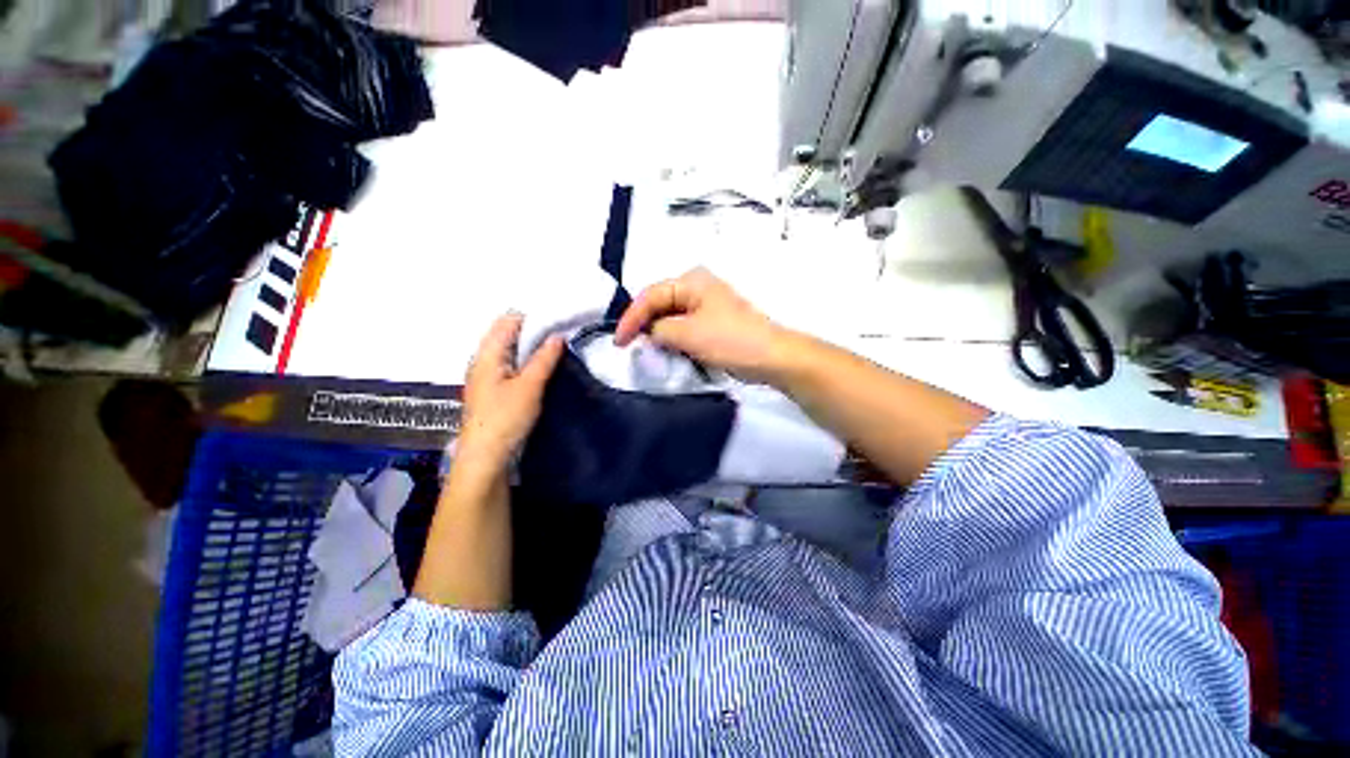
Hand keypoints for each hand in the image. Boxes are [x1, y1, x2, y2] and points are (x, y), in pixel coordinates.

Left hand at [457, 312, 563, 470]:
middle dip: (534, 332)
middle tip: (561, 337)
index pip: (508, 322)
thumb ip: (544, 359)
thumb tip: (557, 336)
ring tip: (556, 350)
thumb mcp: (529, 386)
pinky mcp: (493, 390)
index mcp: (487, 355)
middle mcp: (483, 361)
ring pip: (510, 351)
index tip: (558, 323)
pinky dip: (526, 362)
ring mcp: (487, 376)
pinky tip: (542, 369)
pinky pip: (511, 366)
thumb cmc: (505, 418)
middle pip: (507, 335)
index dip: (532, 318)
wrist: (486, 457)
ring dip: (531, 348)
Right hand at [615, 267, 792, 381]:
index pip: (650, 295)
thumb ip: (659, 330)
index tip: (618, 342)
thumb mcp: (688, 334)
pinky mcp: (712, 323)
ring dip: (657, 334)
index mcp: (692, 281)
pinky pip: (683, 328)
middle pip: (659, 304)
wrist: (771, 357)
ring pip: (670, 317)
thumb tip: (649, 333)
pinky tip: (666, 351)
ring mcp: (706, 306)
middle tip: (628, 346)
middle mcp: (697, 288)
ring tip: (644, 351)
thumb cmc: (730, 340)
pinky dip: (672, 339)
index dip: (631, 318)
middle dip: (643, 324)